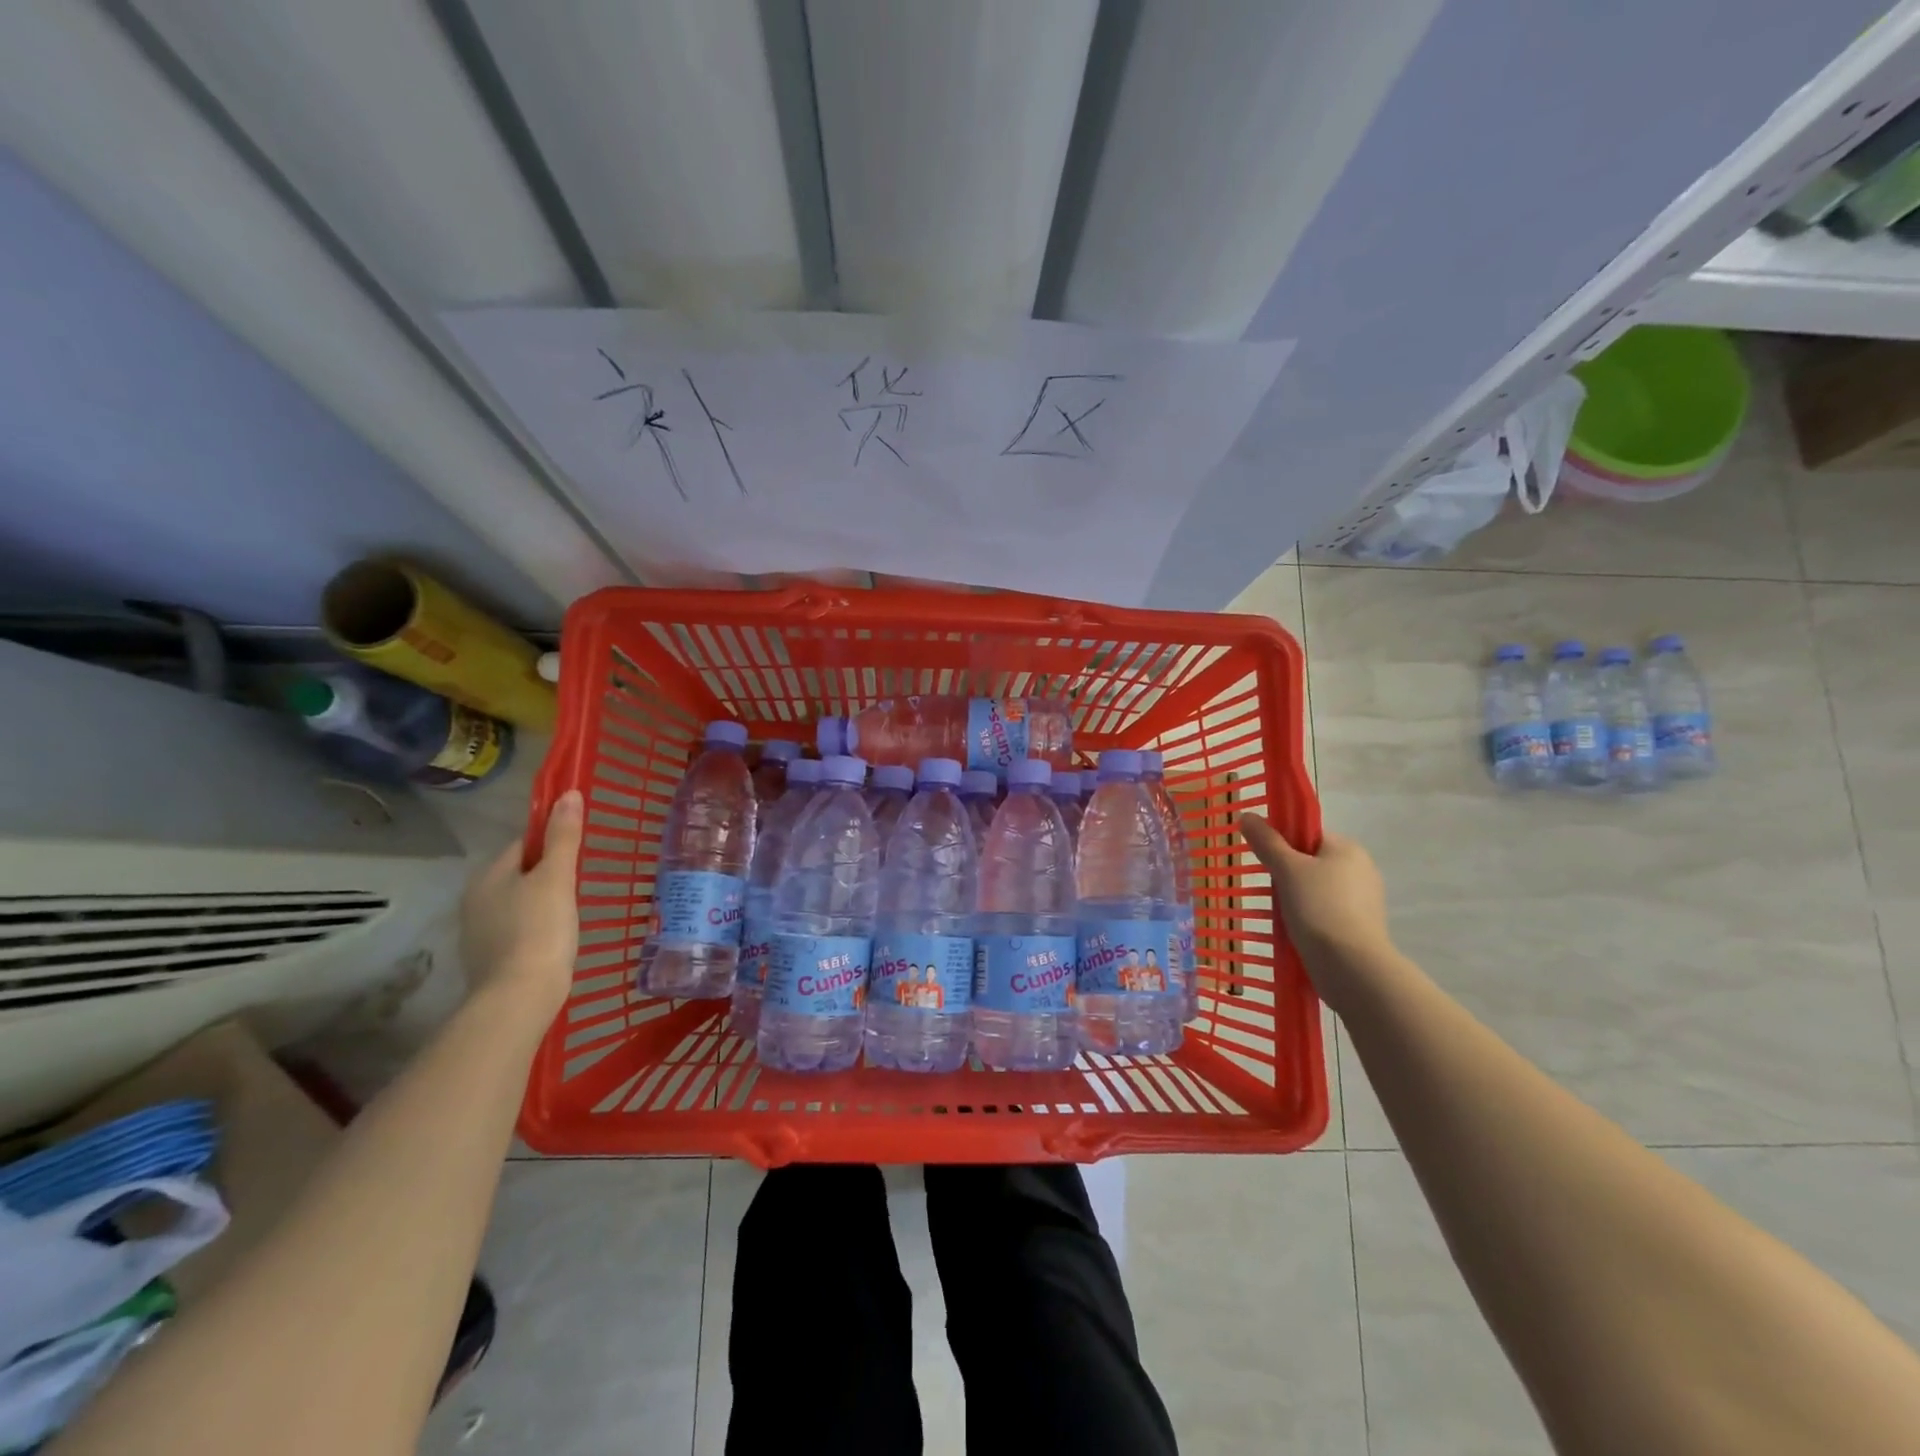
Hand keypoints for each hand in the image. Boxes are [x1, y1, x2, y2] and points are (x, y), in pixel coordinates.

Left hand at [460, 789, 584, 1022]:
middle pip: (519, 873)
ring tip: (571, 912)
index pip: (522, 844)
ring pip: (517, 902)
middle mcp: (475, 899)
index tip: (577, 855)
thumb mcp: (557, 878)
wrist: (519, 998)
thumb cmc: (540, 929)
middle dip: (546, 875)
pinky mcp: (489, 959)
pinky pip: (516, 929)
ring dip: (541, 902)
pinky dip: (535, 928)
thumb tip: (568, 794)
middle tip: (579, 885)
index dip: (551, 844)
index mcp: (489, 875)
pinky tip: (555, 939)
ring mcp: (478, 932)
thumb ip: (563, 837)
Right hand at [1238, 814, 1391, 1004]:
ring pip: (1318, 889)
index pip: (1308, 834)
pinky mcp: (1361, 928)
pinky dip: (1309, 918)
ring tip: (1278, 914)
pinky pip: (1326, 912)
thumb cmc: (1318, 908)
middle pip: (1312, 861)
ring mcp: (1364, 901)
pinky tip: (1295, 930)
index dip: (1283, 843)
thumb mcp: (1286, 869)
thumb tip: (1247, 816)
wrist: (1351, 967)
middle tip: (1268, 888)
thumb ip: (1267, 842)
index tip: (1265, 861)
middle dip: (1288, 874)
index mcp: (1348, 849)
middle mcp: (1361, 869)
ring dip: (1296, 897)